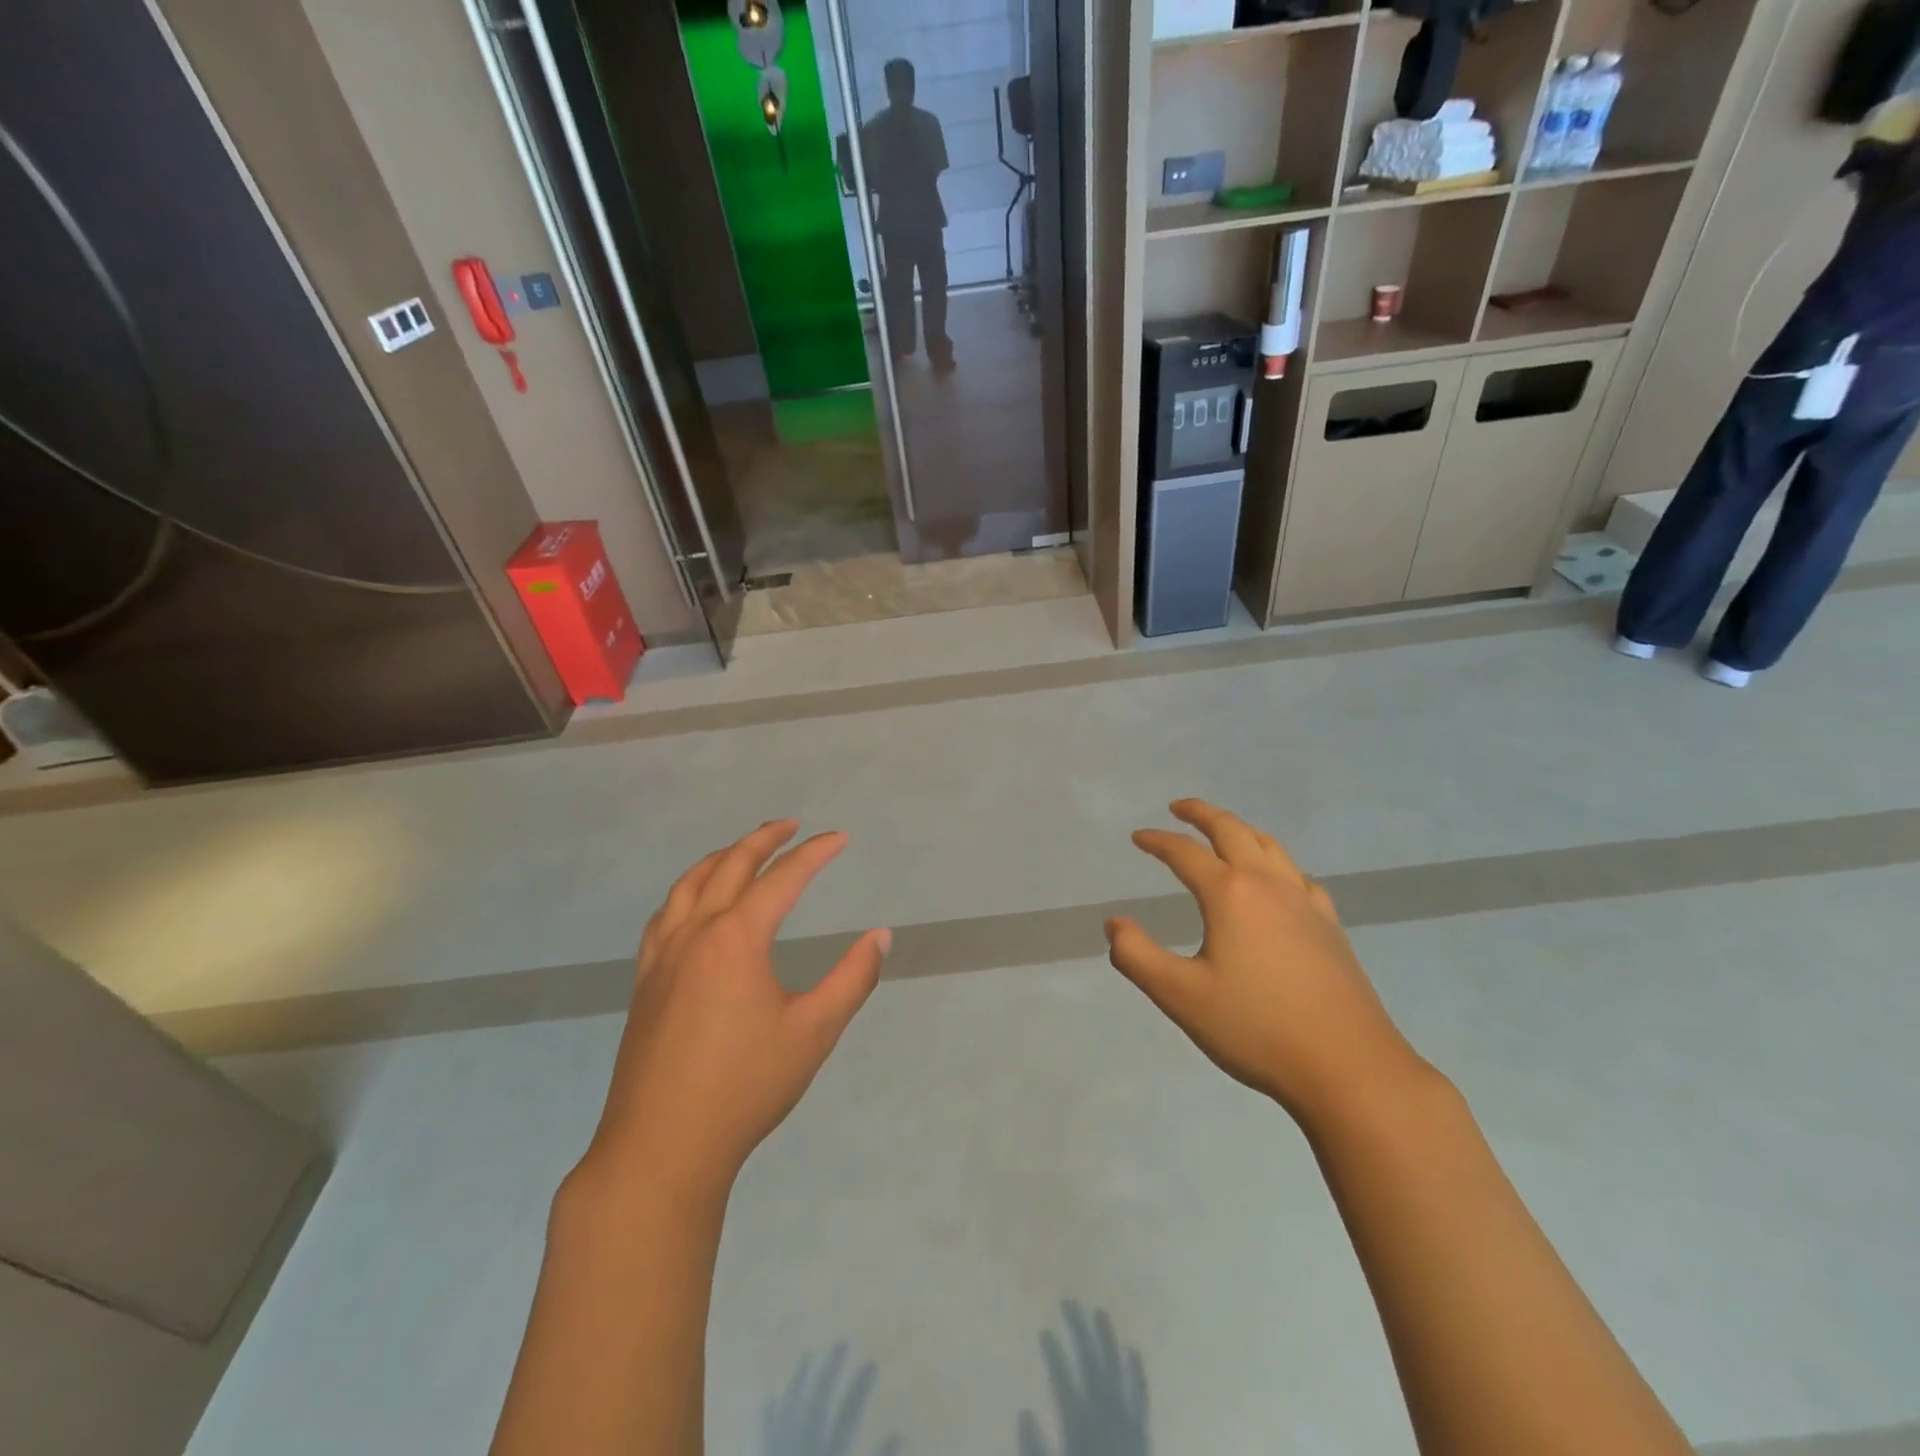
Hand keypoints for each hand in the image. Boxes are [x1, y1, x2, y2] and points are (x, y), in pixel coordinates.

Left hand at [578, 821, 888, 1201]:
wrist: (662, 1147)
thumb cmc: (745, 1087)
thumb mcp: (814, 1032)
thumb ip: (852, 978)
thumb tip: (880, 936)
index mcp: (736, 938)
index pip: (783, 878)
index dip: (815, 853)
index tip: (840, 838)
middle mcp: (696, 933)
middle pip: (730, 865)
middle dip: (764, 839)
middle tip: (791, 826)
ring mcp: (662, 956)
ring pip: (689, 884)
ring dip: (720, 858)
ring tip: (743, 850)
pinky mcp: (645, 981)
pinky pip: (665, 915)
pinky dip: (687, 891)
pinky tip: (694, 905)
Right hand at [1018, 1301, 1147, 1455]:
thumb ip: (1035, 1452)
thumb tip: (1024, 1412)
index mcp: (1082, 1430)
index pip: (1064, 1381)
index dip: (1054, 1354)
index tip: (1044, 1330)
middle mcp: (1107, 1420)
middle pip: (1092, 1365)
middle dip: (1080, 1332)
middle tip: (1068, 1302)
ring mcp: (1128, 1426)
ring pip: (1117, 1372)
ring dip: (1108, 1341)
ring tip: (1100, 1312)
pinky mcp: (1141, 1437)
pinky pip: (1140, 1398)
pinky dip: (1136, 1374)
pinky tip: (1133, 1352)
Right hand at [1104, 800, 1427, 1126]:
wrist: (1349, 1068)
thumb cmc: (1256, 1028)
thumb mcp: (1180, 996)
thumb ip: (1136, 956)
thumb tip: (1114, 923)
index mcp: (1230, 895)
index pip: (1186, 854)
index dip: (1158, 842)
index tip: (1138, 837)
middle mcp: (1269, 885)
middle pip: (1233, 831)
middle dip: (1202, 814)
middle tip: (1179, 807)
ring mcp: (1306, 903)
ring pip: (1270, 846)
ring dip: (1240, 829)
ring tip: (1224, 830)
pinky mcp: (1330, 926)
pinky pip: (1298, 875)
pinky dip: (1276, 862)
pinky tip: (1278, 880)